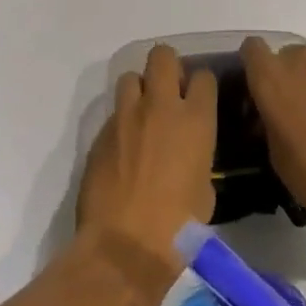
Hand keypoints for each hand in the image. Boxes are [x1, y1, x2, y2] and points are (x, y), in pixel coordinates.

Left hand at [77, 45, 216, 300]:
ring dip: (139, 91)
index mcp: (195, 120)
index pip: (203, 76)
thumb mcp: (204, 192)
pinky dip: (121, 122)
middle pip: (162, 56)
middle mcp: (160, 107)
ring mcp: (126, 117)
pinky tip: (123, 147)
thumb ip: (199, 159)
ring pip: (130, 78)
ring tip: (141, 115)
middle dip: (167, 67)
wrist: (123, 248)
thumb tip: (189, 155)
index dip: (201, 84)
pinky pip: (113, 113)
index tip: (199, 97)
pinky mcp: (100, 133)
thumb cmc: (177, 228)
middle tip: (168, 90)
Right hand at [240, 39, 305, 249]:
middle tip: (304, 110)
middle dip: (294, 77)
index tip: (264, 84)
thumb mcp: (275, 153)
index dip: (257, 64)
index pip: (253, 48)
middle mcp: (304, 60)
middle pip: (292, 56)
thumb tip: (275, 112)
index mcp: (272, 78)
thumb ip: (270, 118)